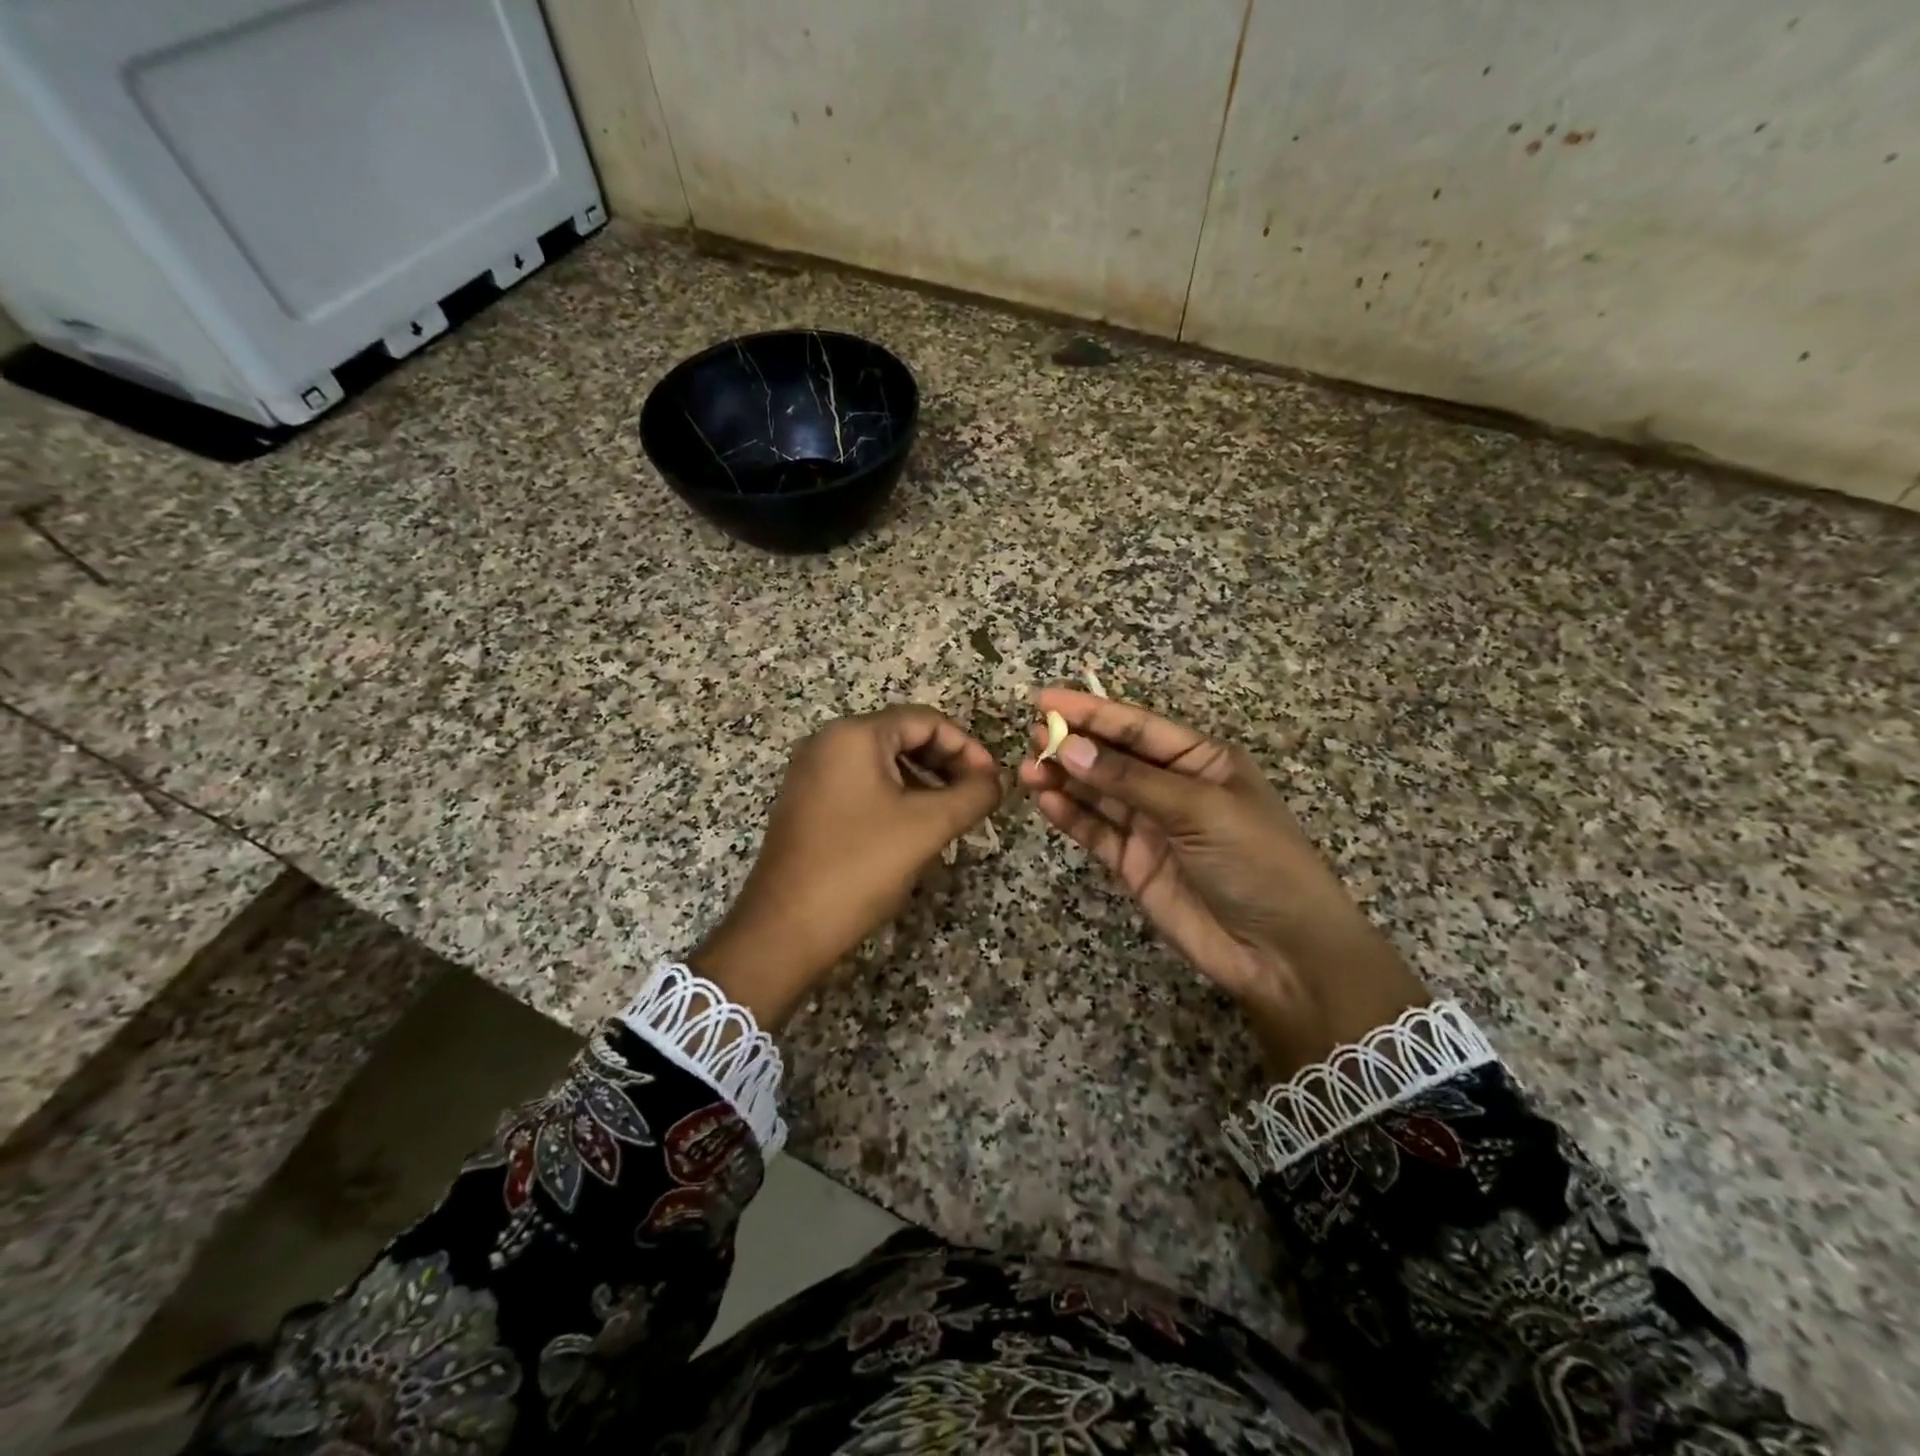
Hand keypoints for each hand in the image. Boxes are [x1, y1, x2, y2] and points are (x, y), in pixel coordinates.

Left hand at [691, 706, 1003, 1028]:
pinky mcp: (807, 804)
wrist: (785, 928)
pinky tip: (914, 829)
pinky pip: (861, 786)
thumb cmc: (860, 866)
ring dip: (924, 782)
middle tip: (976, 797)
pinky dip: (895, 798)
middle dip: (946, 763)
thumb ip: (972, 795)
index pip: (925, 720)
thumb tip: (995, 780)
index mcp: (854, 735)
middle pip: (902, 737)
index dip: (966, 746)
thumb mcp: (928, 826)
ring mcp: (812, 774)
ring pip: (883, 764)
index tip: (992, 780)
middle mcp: (828, 743)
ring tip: (952, 816)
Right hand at [1020, 688, 1429, 1078]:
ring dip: (1064, 779)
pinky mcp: (1134, 864)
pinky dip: (1070, 816)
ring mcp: (1151, 827)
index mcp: (1201, 760)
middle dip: (1072, 745)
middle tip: (1030, 737)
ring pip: (1097, 794)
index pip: (1137, 727)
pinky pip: (1096, 832)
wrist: (1282, 952)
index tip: (1044, 698)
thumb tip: (1070, 747)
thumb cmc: (1256, 862)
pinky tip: (1045, 800)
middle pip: (1112, 758)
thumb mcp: (1200, 809)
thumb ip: (1131, 780)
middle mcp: (1172, 788)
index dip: (1091, 711)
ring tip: (1027, 768)